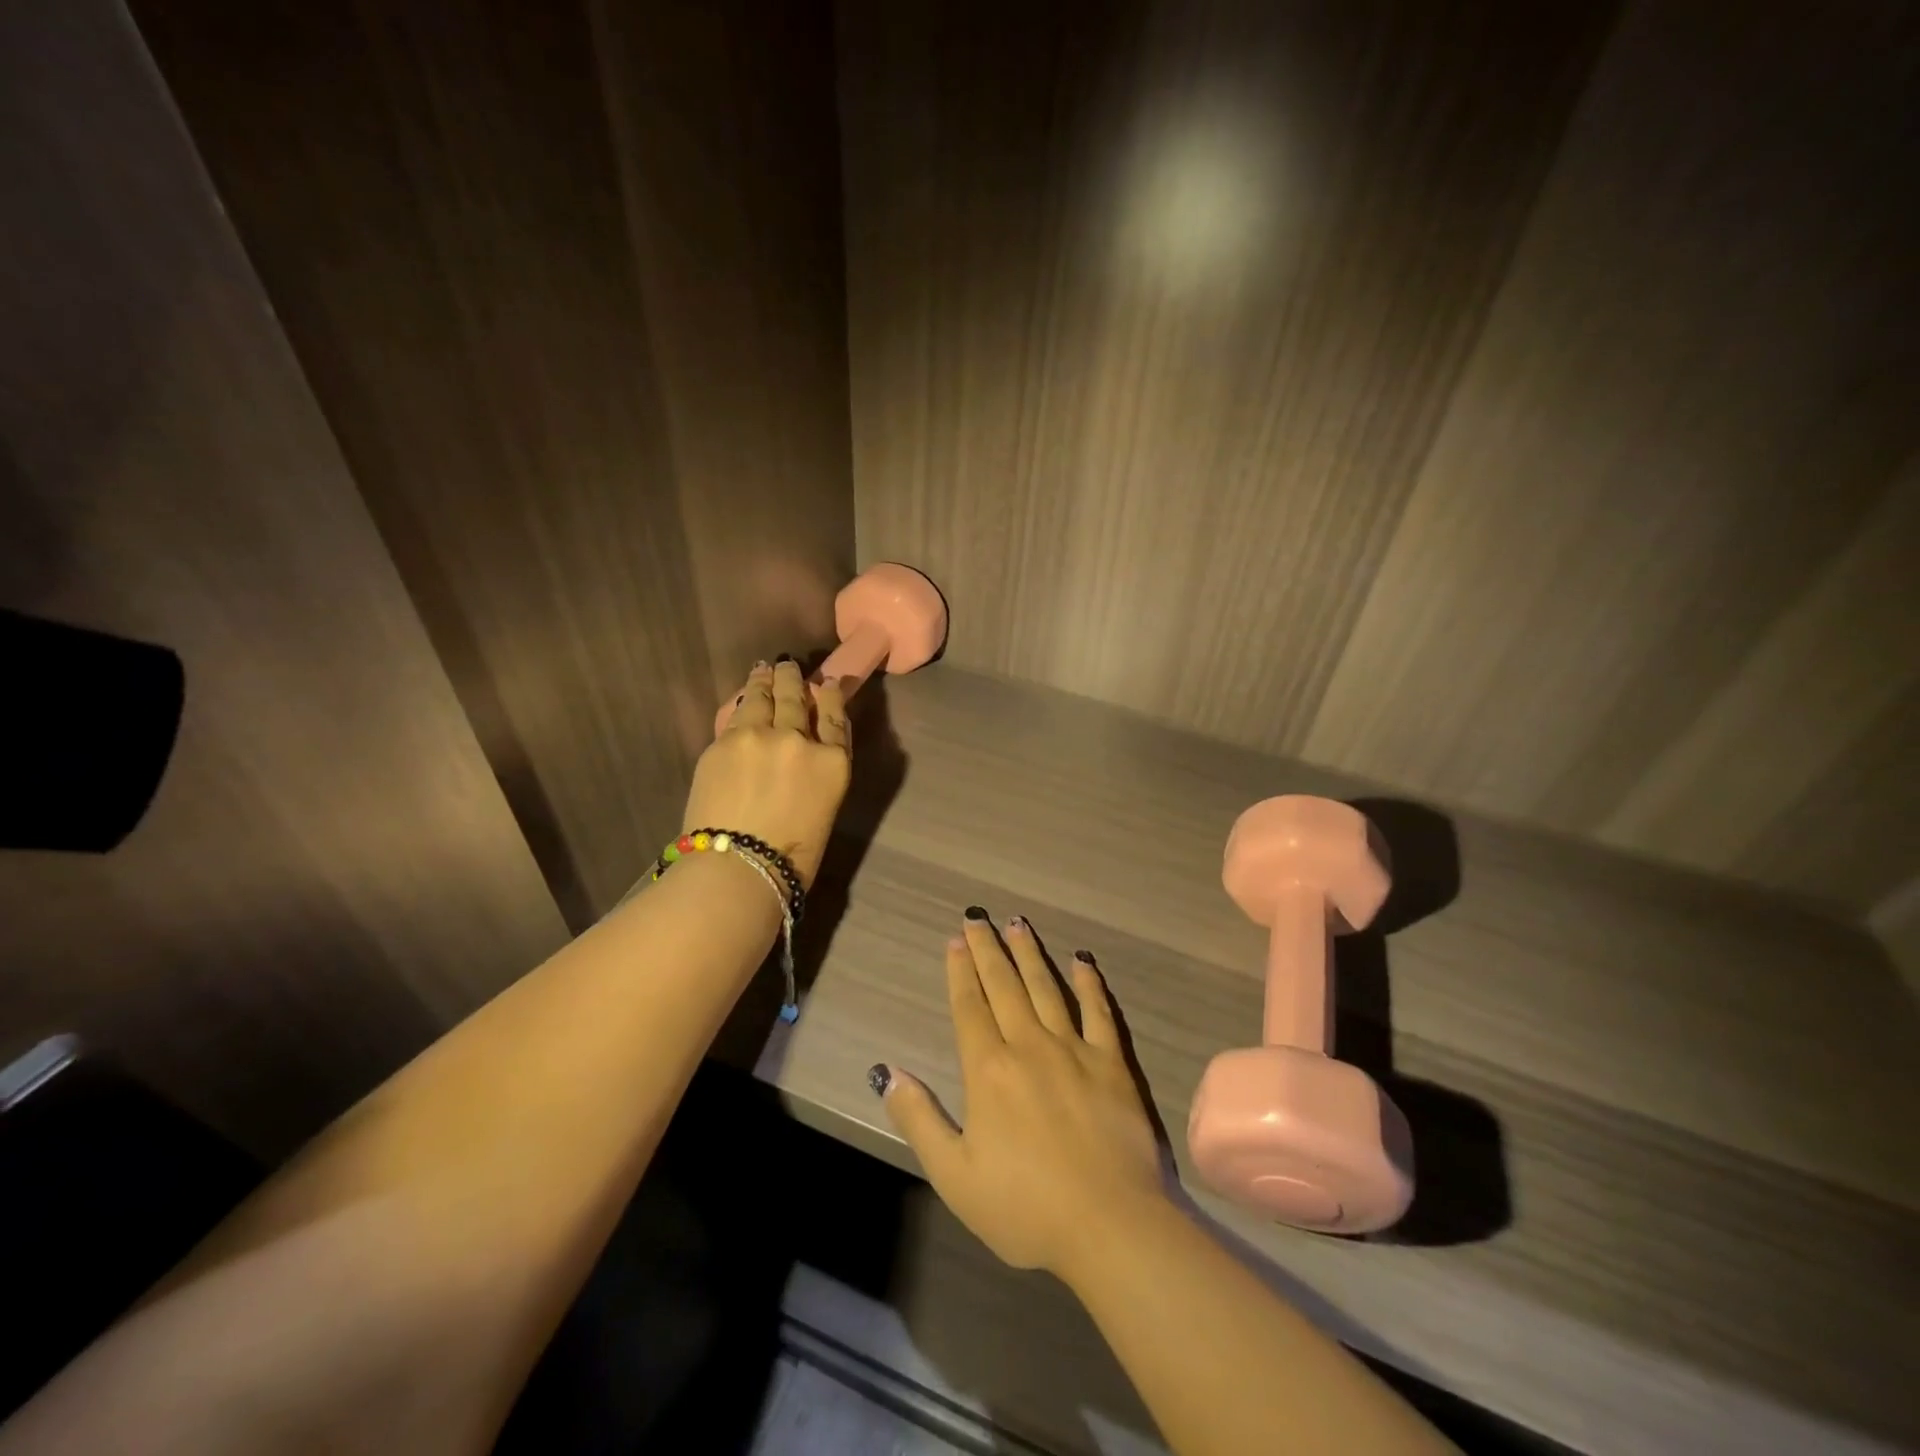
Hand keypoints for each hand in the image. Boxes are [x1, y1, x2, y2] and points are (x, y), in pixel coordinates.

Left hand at [682, 658, 850, 886]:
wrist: (736, 868)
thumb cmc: (791, 856)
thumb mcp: (824, 808)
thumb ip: (820, 770)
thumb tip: (808, 748)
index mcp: (832, 762)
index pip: (835, 717)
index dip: (831, 696)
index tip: (826, 683)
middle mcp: (799, 739)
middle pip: (797, 697)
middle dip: (793, 679)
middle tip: (788, 667)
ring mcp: (758, 736)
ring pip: (764, 696)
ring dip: (766, 680)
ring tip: (764, 670)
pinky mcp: (724, 742)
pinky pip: (736, 713)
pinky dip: (742, 701)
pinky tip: (743, 695)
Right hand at [878, 911, 1166, 1279]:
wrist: (1111, 1224)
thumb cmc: (1026, 1207)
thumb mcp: (955, 1176)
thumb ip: (920, 1120)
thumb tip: (887, 1072)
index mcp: (989, 1069)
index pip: (970, 1006)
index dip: (960, 971)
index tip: (956, 940)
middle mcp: (1029, 1045)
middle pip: (1004, 985)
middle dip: (988, 949)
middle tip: (979, 916)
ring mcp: (1074, 1049)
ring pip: (1046, 988)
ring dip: (1030, 954)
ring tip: (1018, 923)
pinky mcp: (1112, 1063)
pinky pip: (1098, 1012)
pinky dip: (1088, 983)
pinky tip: (1082, 961)